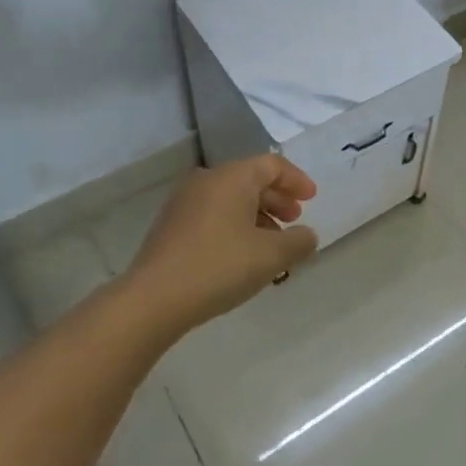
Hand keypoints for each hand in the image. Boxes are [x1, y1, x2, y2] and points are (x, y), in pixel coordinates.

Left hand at [122, 156, 317, 335]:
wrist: (153, 299)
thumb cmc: (219, 267)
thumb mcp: (272, 256)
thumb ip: (299, 241)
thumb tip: (307, 235)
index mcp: (232, 177)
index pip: (272, 165)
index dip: (296, 180)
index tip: (312, 199)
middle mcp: (206, 180)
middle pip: (250, 180)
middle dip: (277, 199)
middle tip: (294, 220)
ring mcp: (183, 202)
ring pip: (230, 199)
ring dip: (256, 215)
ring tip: (271, 244)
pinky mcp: (170, 226)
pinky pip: (213, 215)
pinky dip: (234, 225)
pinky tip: (242, 254)